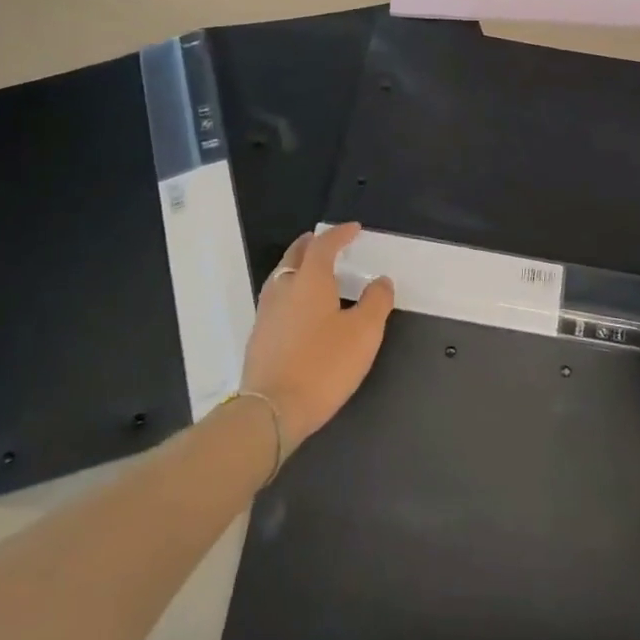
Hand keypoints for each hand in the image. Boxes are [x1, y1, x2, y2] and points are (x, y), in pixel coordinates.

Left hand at [240, 223, 394, 453]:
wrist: (272, 410)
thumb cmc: (324, 364)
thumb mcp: (364, 333)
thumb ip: (376, 301)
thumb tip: (380, 281)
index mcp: (309, 280)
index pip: (323, 245)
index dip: (339, 234)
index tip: (354, 229)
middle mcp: (283, 288)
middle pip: (295, 255)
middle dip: (312, 244)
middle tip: (328, 242)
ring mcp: (266, 313)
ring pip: (282, 276)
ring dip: (298, 266)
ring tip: (315, 271)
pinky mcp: (259, 336)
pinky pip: (277, 298)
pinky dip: (292, 290)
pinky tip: (301, 307)